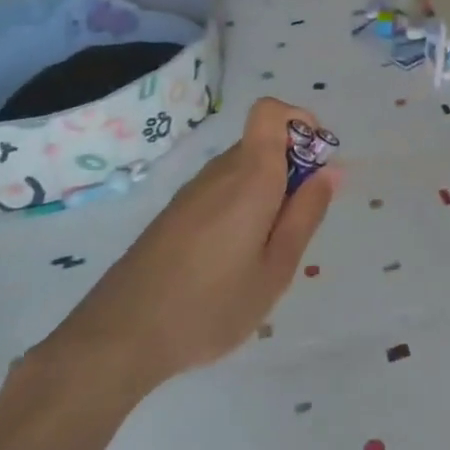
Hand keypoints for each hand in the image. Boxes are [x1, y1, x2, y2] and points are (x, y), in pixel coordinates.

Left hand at [36, 98, 338, 404]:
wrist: (118, 338)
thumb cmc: (211, 305)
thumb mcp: (276, 269)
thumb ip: (306, 214)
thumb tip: (331, 170)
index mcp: (250, 175)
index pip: (271, 111)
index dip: (300, 122)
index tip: (316, 164)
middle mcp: (220, 171)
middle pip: (263, 143)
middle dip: (291, 170)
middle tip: (296, 227)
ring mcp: (193, 192)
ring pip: (243, 170)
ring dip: (266, 193)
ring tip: (263, 255)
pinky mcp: (174, 214)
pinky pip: (221, 192)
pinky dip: (240, 209)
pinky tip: (230, 263)